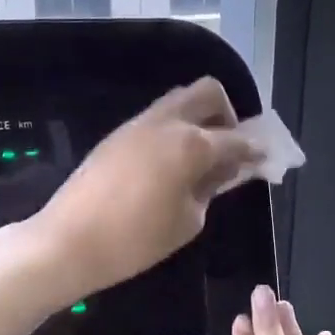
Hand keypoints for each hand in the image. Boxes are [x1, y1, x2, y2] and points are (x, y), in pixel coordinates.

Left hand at [39, 77, 258, 299]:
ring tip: (200, 157)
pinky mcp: (116, 135)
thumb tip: (225, 169)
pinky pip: (155, 119)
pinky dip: (173, 131)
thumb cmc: (136, 240)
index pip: (236, 138)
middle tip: (229, 147)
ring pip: (178, 101)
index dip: (255, 149)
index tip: (265, 158)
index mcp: (191, 143)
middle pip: (208, 92)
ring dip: (197, 119)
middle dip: (227, 114)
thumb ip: (211, 188)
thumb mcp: (187, 221)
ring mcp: (137, 124)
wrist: (69, 241)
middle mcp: (166, 122)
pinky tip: (170, 163)